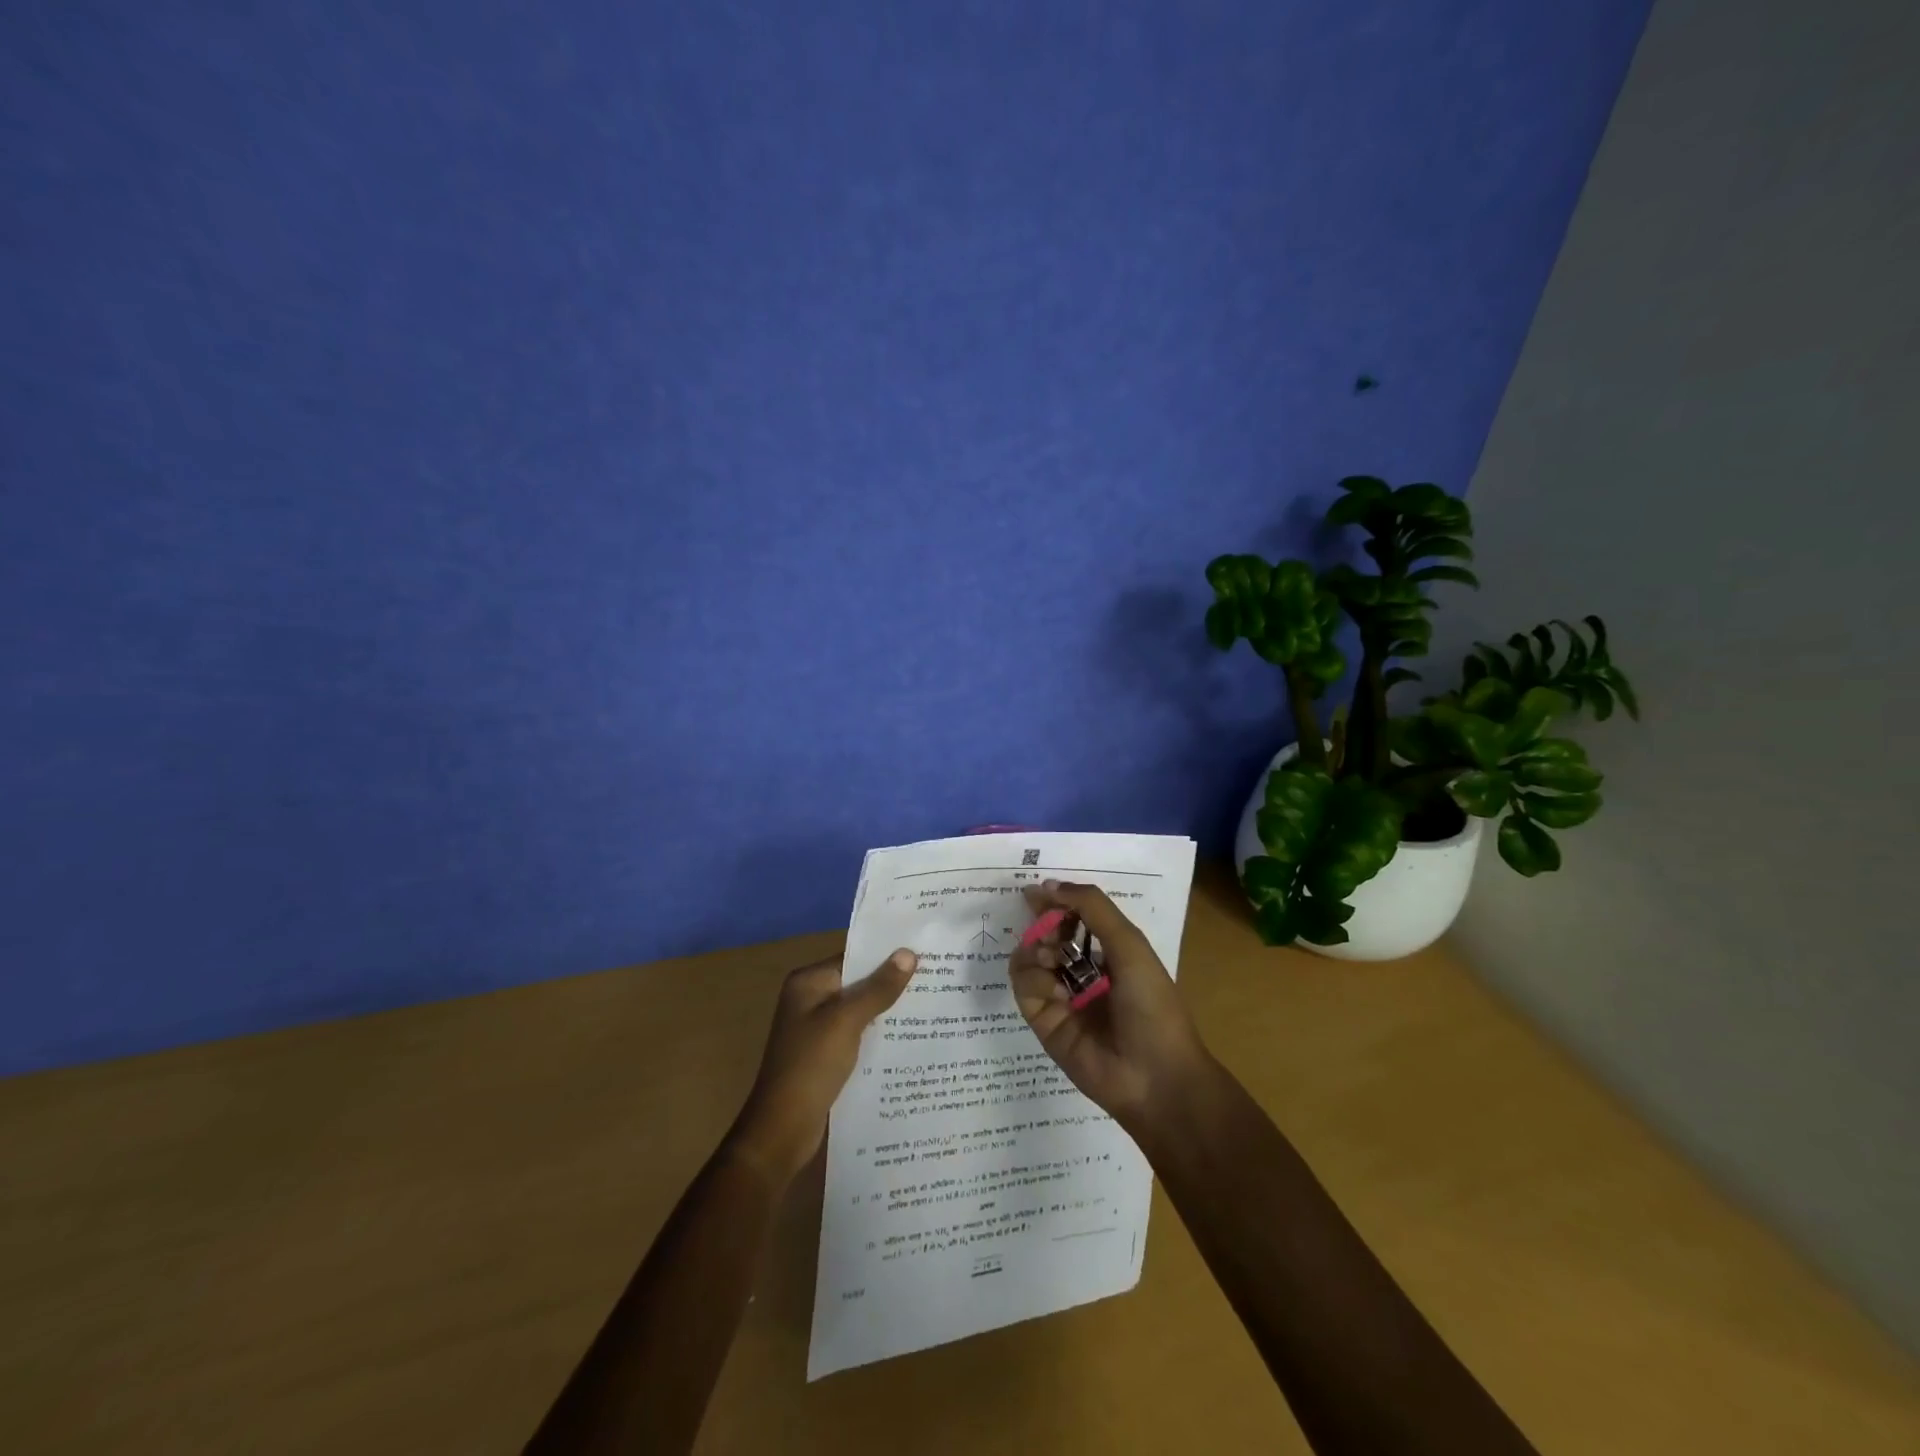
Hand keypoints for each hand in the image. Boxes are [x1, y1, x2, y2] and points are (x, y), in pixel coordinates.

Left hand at [726, 948, 917, 1183]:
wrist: (783, 1130)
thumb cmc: (811, 1065)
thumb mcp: (846, 1021)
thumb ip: (878, 988)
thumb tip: (908, 953)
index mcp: (808, 982)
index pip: (854, 958)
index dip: (887, 956)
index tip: (925, 953)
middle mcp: (811, 999)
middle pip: (858, 983)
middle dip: (892, 983)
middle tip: (937, 979)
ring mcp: (817, 1029)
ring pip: (861, 1010)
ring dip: (889, 1011)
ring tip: (933, 1005)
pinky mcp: (826, 1055)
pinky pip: (858, 1034)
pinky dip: (879, 1034)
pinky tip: (910, 1038)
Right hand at [1007, 880, 1210, 1133]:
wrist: (1154, 1077)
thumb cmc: (1151, 1004)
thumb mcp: (1129, 944)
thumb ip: (1092, 908)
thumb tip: (1048, 885)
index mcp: (1109, 950)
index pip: (1073, 916)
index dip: (1055, 902)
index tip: (1036, 893)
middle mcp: (1082, 969)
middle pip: (1046, 934)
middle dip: (1042, 925)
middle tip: (1050, 932)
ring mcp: (1061, 995)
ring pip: (1028, 957)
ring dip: (1036, 950)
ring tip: (1052, 960)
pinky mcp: (1043, 1020)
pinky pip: (1023, 986)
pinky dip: (1034, 980)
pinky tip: (1057, 992)